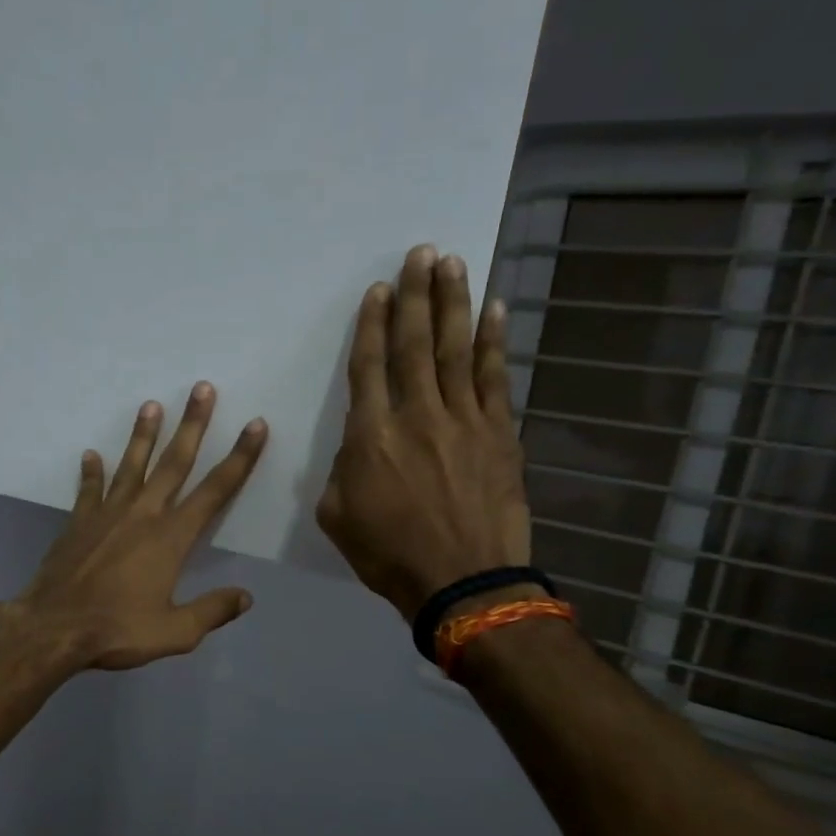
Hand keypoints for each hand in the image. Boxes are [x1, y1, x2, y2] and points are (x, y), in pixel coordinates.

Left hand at [15, 385, 268, 669]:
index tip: (255, 425)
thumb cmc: (117, 630)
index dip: (240, 457)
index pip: (216, 490)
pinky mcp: (79, 522)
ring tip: (151, 404)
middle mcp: (143, 514)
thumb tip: (245, 597)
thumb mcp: (174, 632)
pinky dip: (91, 472)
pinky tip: (91, 454)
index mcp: (172, 537)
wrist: (54, 627)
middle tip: (202, 388)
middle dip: (193, 424)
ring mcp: (107, 513)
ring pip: (132, 465)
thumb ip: (212, 611)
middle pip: (174, 461)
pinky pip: (89, 489)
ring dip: (143, 434)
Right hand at [317, 244, 530, 621]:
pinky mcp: (499, 433)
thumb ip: (343, 469)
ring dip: (452, 303)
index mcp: (370, 436)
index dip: (370, 325)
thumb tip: (358, 444)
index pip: (368, 367)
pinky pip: (496, 378)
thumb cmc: (388, 554)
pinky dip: (494, 341)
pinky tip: (494, 309)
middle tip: (420, 253)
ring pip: (454, 350)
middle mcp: (416, 415)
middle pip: (413, 344)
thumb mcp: (337, 515)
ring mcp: (463, 420)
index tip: (377, 290)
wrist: (463, 582)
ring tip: (452, 263)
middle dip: (415, 295)